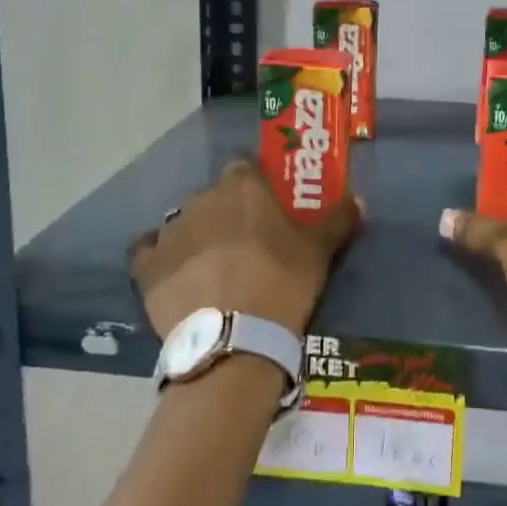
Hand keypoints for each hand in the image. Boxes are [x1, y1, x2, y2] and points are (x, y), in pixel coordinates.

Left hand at [130, 158, 361, 339]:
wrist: (232, 339)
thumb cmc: (281, 283)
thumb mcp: (319, 252)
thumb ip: (337, 220)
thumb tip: (359, 199)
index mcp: (242, 186)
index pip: (243, 166)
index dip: (254, 182)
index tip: (265, 204)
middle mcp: (202, 198)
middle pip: (214, 196)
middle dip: (225, 212)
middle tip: (244, 242)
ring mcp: (170, 231)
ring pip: (183, 222)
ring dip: (196, 235)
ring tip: (211, 267)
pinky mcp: (147, 266)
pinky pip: (148, 251)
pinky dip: (158, 257)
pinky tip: (171, 274)